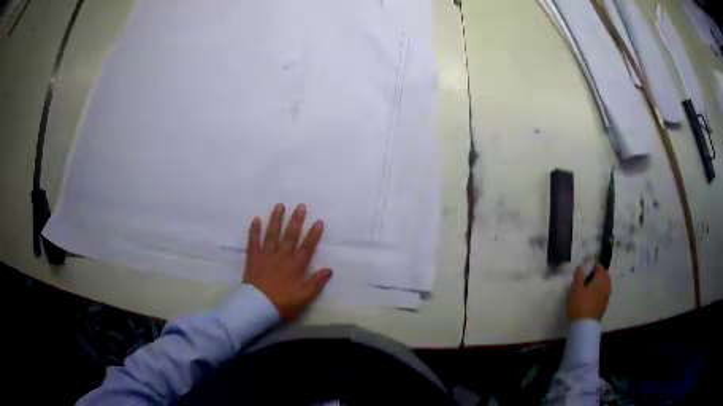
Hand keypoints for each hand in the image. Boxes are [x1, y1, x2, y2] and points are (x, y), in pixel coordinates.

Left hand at [243, 204, 332, 320]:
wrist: (257, 307)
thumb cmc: (283, 303)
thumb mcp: (304, 297)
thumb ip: (317, 283)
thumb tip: (329, 269)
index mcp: (295, 266)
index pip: (307, 248)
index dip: (313, 235)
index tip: (318, 222)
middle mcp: (281, 257)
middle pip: (290, 236)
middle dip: (296, 221)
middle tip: (300, 206)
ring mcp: (266, 256)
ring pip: (272, 235)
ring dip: (276, 220)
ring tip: (280, 206)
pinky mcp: (253, 259)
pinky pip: (253, 242)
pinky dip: (254, 231)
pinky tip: (256, 219)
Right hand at [568, 263, 611, 321]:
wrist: (584, 326)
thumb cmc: (579, 304)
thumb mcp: (575, 288)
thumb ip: (579, 275)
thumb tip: (582, 266)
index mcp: (601, 278)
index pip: (599, 266)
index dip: (592, 264)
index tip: (584, 267)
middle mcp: (607, 285)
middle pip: (604, 275)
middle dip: (597, 274)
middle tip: (586, 277)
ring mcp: (607, 296)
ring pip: (604, 285)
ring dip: (598, 283)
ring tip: (588, 287)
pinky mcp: (604, 305)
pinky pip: (603, 293)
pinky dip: (598, 291)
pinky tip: (590, 297)